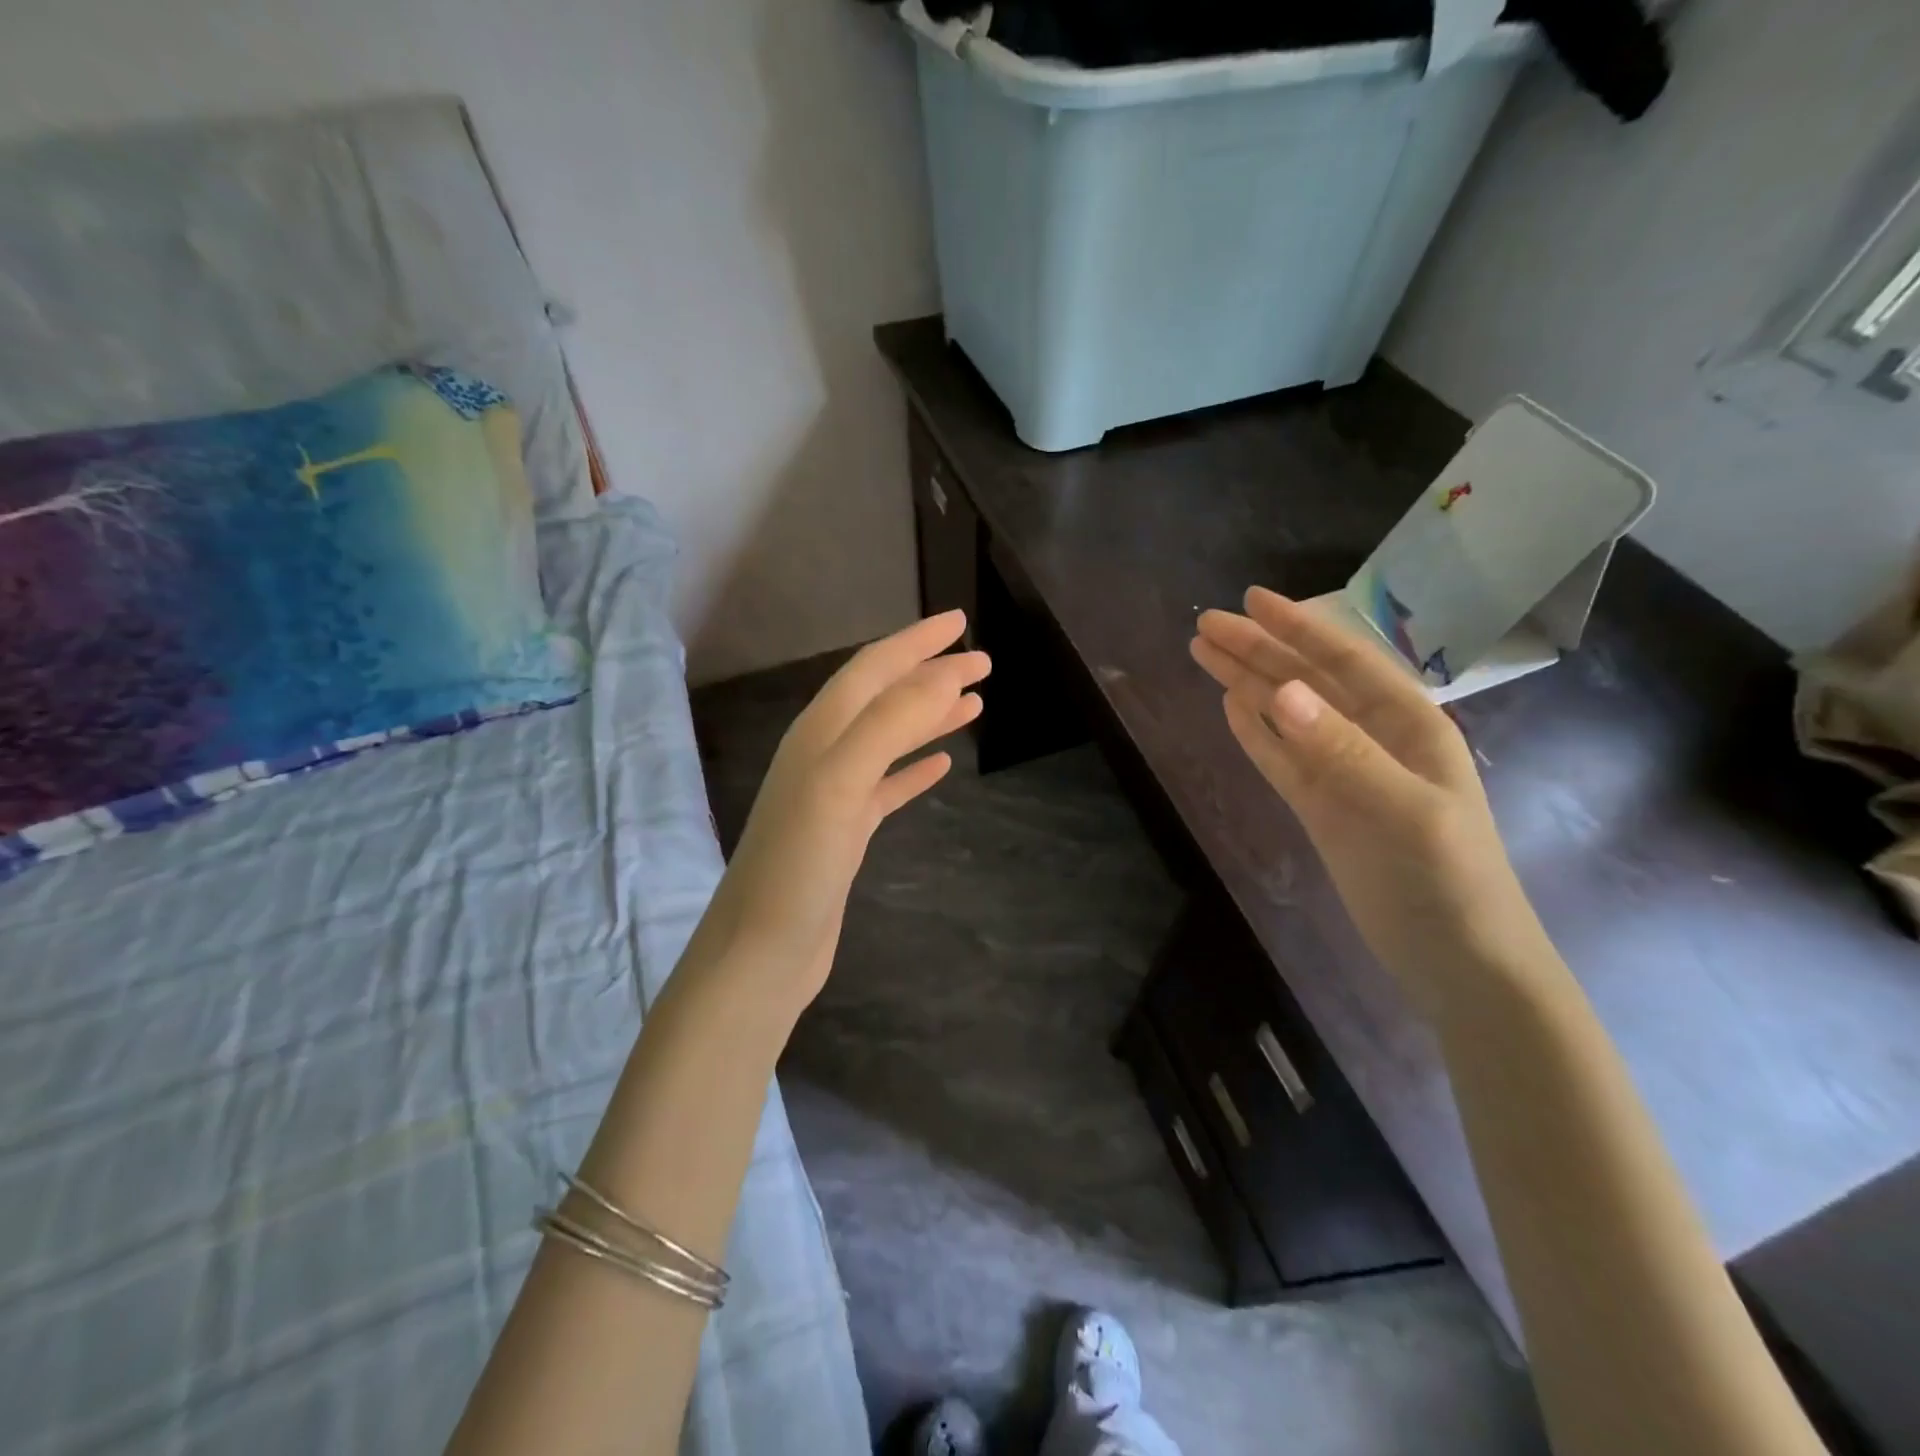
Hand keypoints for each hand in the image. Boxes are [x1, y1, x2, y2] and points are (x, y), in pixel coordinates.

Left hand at [696, 610, 987, 1015]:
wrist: (763, 951)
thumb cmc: (798, 864)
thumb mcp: (841, 782)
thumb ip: (888, 723)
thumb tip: (941, 674)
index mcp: (820, 732)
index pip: (873, 669)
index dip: (916, 642)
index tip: (960, 622)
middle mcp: (823, 753)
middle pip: (884, 698)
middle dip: (930, 674)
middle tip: (982, 663)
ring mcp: (834, 793)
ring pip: (889, 739)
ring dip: (929, 716)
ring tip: (973, 704)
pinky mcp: (845, 831)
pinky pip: (887, 785)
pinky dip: (915, 768)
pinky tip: (943, 766)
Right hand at [1191, 588, 1549, 1011]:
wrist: (1456, 960)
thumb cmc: (1447, 880)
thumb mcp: (1402, 810)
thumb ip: (1341, 749)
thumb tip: (1280, 692)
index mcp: (1407, 724)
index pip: (1343, 660)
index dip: (1297, 626)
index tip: (1250, 600)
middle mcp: (1373, 738)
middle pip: (1305, 681)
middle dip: (1257, 649)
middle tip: (1204, 624)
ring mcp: (1343, 773)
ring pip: (1286, 715)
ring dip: (1246, 683)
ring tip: (1204, 654)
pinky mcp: (1322, 806)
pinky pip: (1280, 757)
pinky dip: (1255, 731)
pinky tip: (1231, 707)